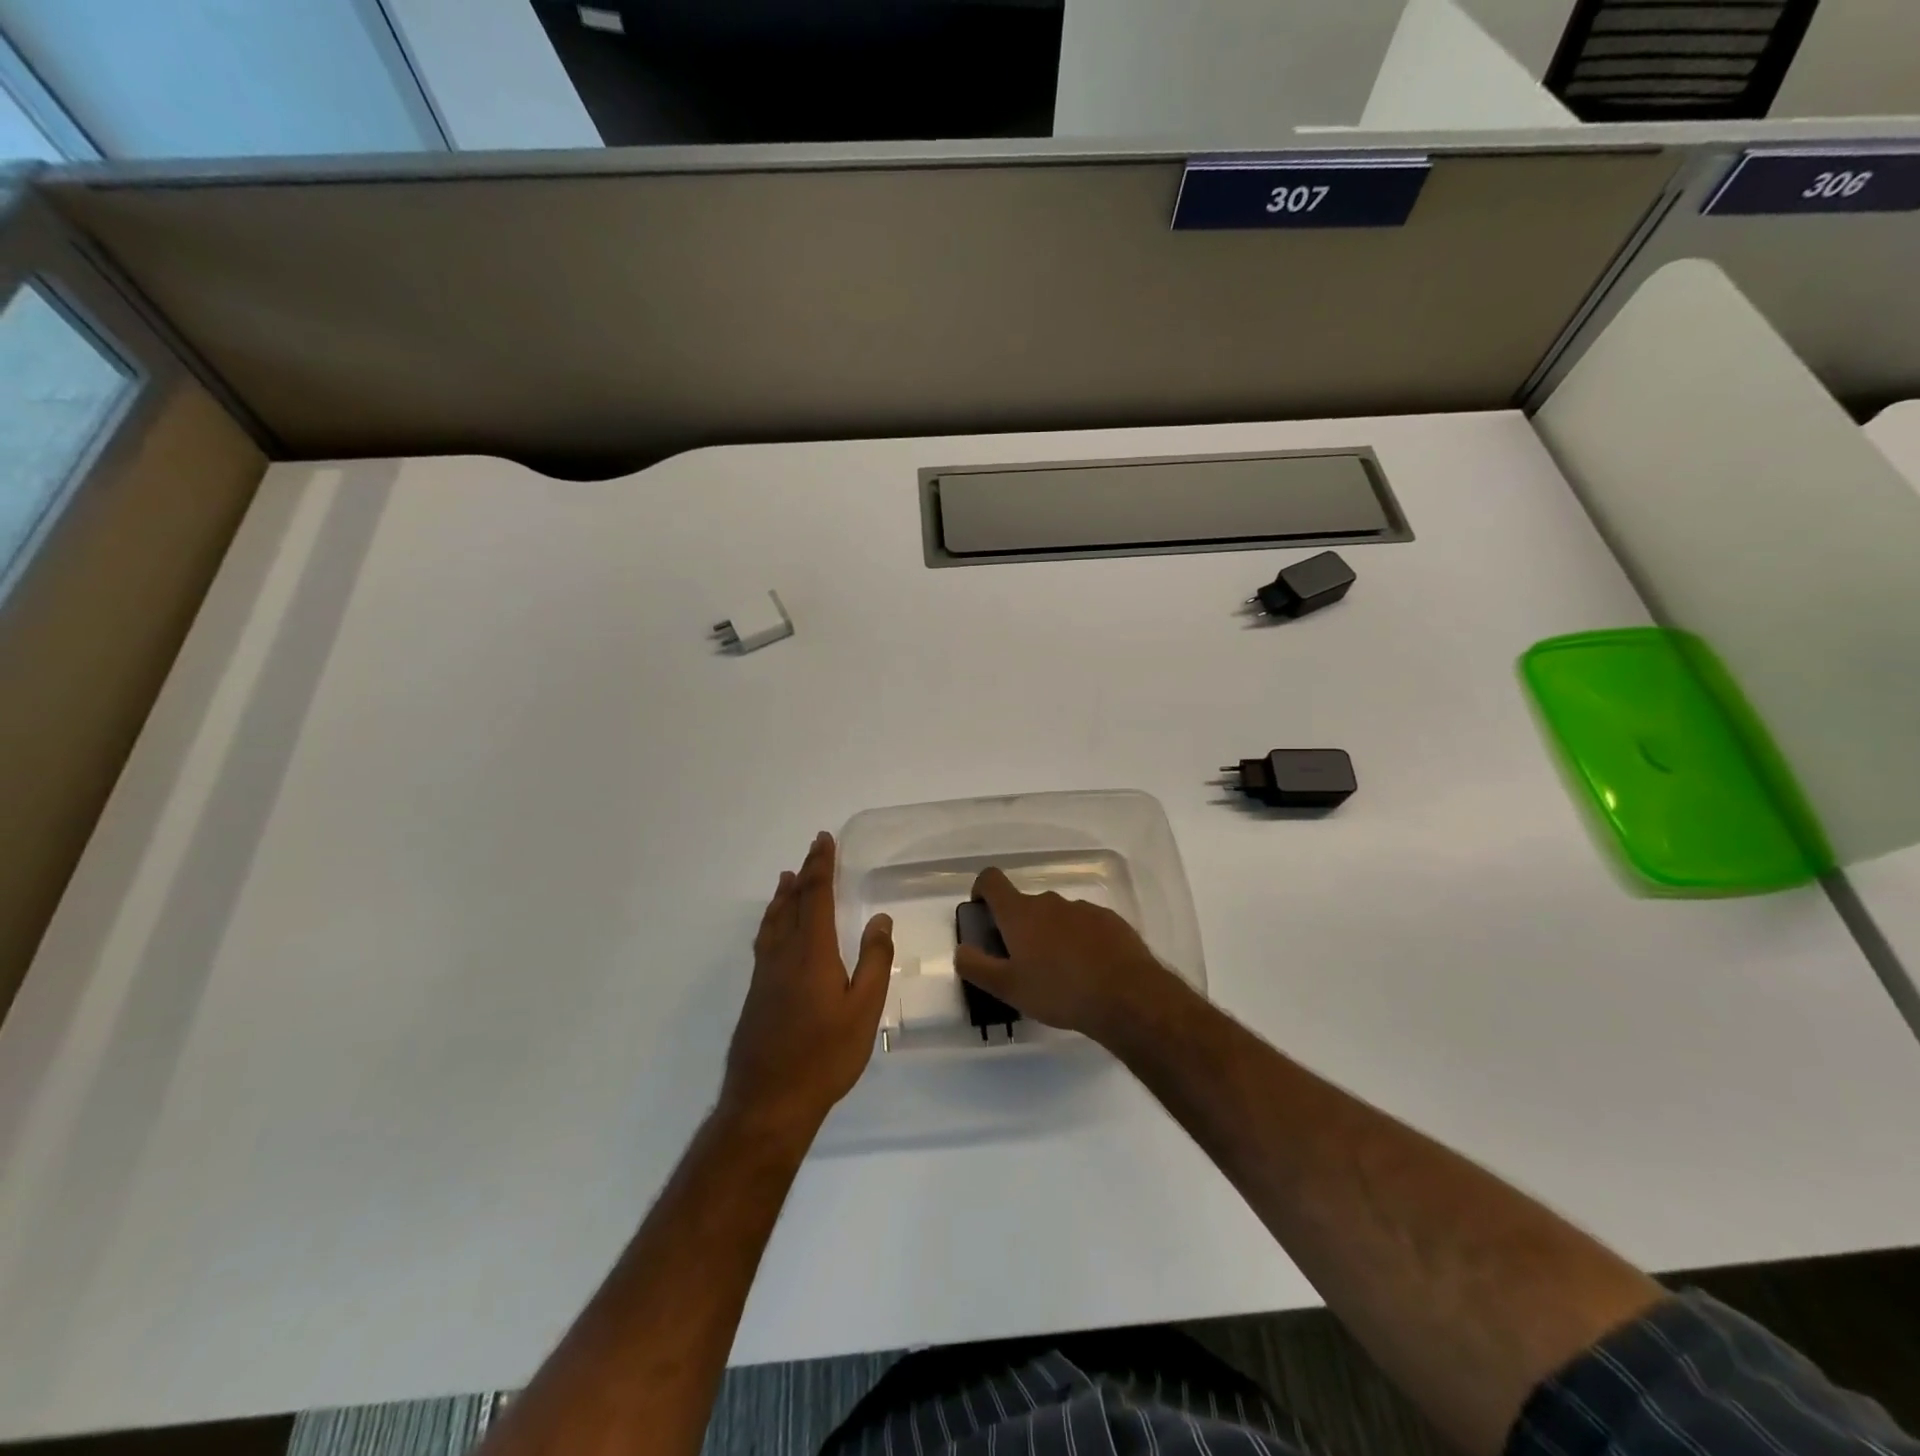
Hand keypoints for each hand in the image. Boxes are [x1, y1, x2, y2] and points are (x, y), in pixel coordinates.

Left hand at [721, 832, 892, 1137]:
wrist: (767, 1103)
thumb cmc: (824, 1056)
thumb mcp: (864, 1009)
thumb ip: (874, 961)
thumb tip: (880, 918)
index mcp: (812, 952)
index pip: (816, 896)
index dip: (821, 866)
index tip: (823, 840)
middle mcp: (783, 955)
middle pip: (792, 903)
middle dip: (804, 874)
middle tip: (812, 851)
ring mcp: (765, 975)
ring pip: (773, 922)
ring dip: (783, 896)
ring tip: (787, 879)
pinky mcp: (756, 995)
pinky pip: (766, 941)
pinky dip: (773, 921)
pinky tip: (775, 932)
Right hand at [951, 867, 1185, 1049]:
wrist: (1127, 996)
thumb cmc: (1059, 991)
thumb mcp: (1008, 988)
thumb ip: (976, 966)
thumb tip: (961, 949)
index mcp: (1020, 913)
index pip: (991, 880)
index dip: (982, 890)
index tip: (983, 912)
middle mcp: (1050, 902)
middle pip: (1025, 905)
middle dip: (1020, 927)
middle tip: (1023, 963)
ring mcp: (1082, 909)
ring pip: (1056, 916)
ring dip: (1051, 935)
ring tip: (1060, 973)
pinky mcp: (1110, 921)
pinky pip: (1085, 925)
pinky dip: (1080, 941)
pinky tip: (1089, 971)